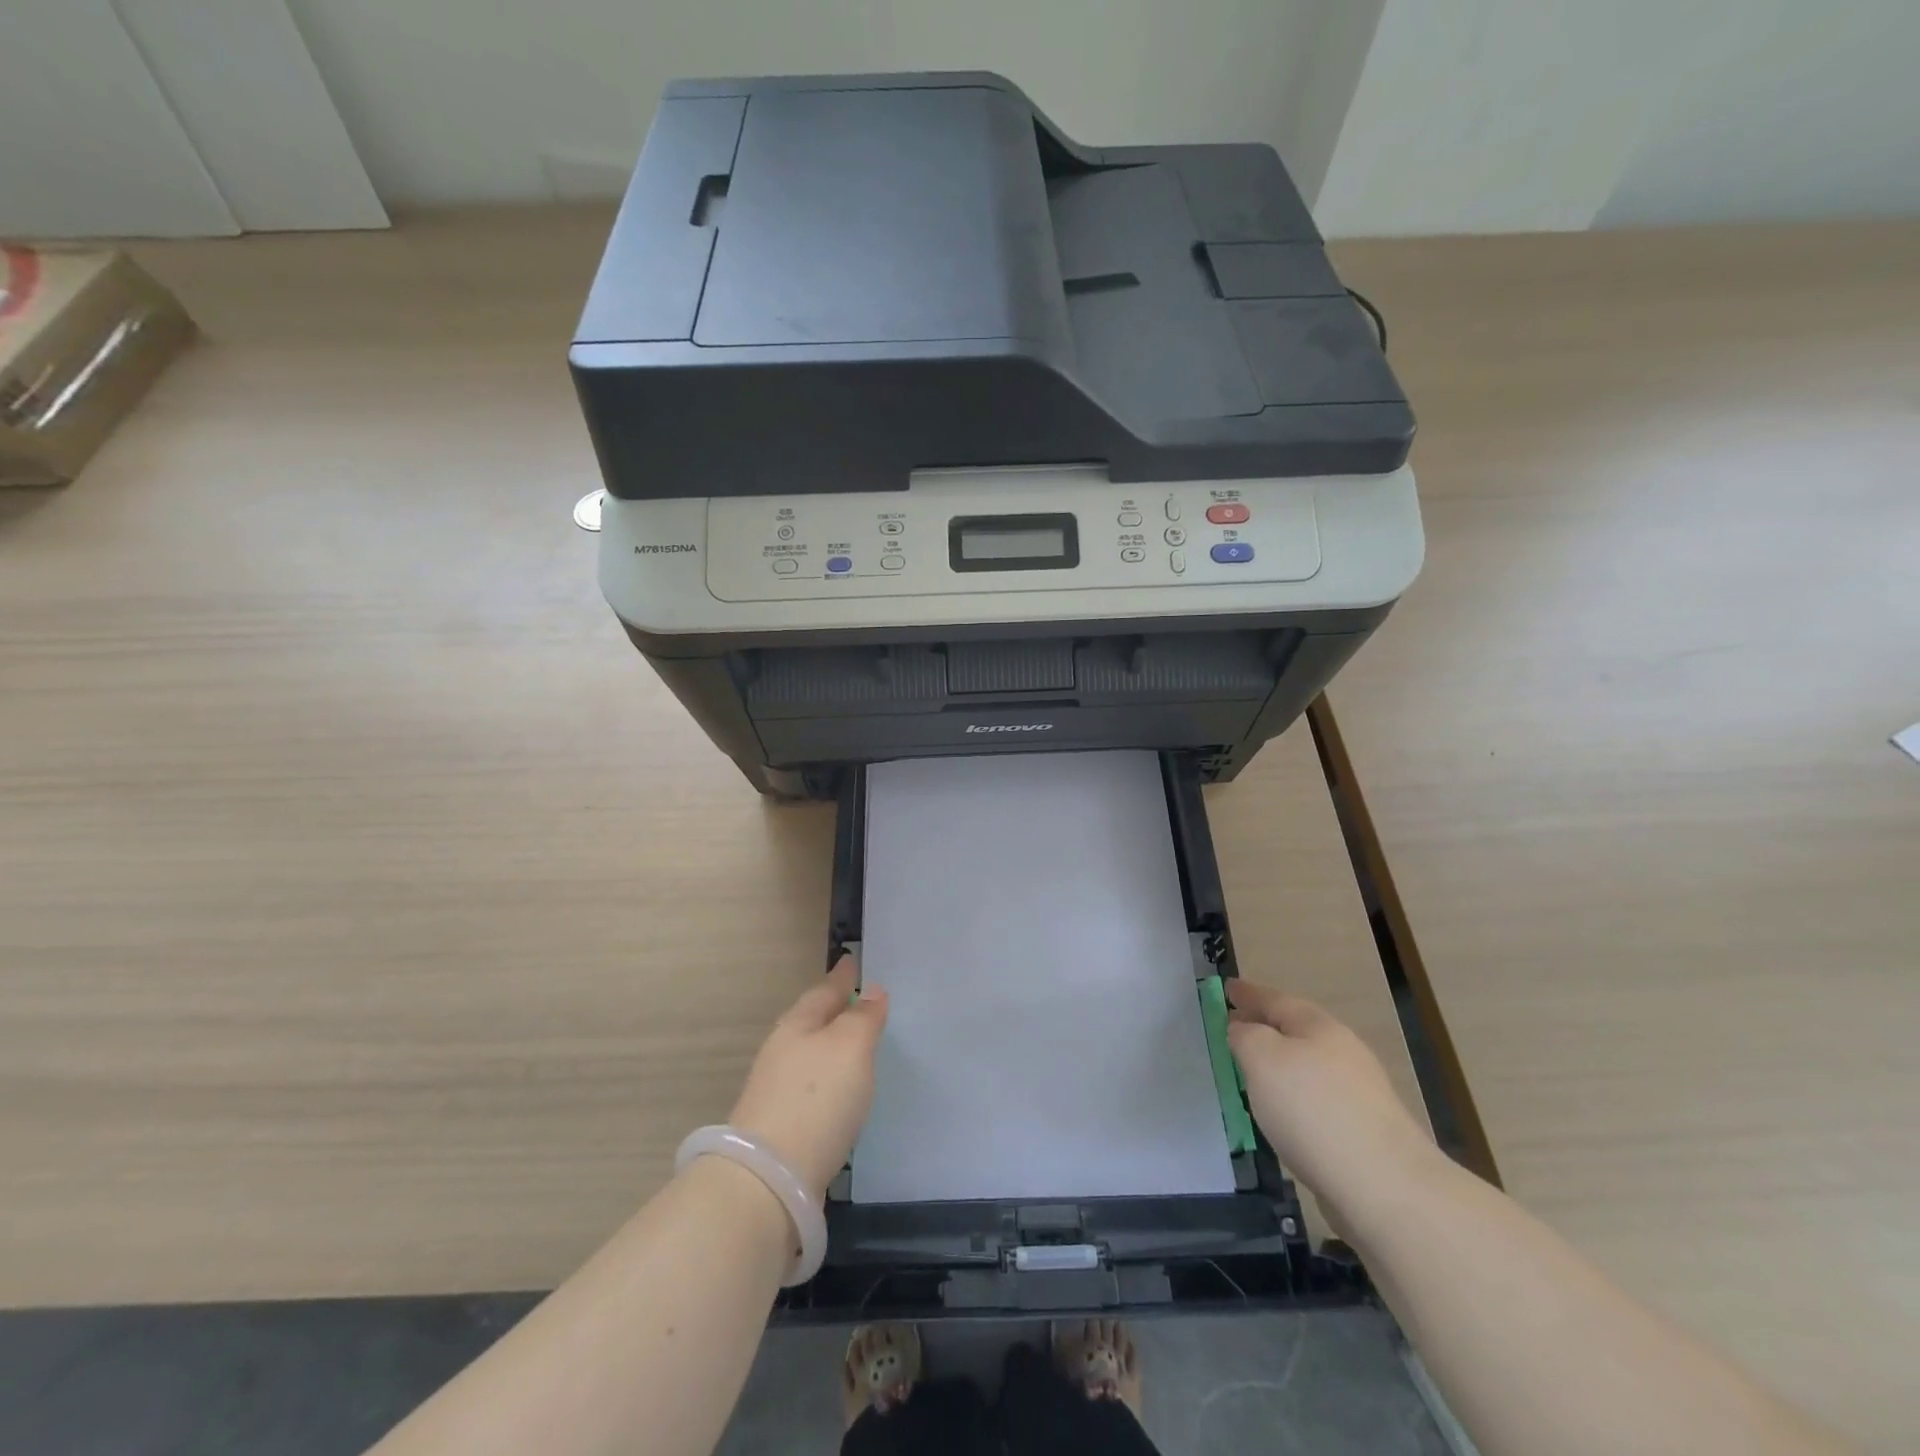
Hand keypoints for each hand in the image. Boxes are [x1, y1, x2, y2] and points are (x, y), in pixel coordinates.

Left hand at [729, 957, 888, 1199]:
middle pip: (813, 1020)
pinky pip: (811, 1087)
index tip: (852, 960)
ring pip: (810, 1053)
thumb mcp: (851, 1047)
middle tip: (859, 999)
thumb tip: (872, 991)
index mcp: (798, 1024)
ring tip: (855, 1044)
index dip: (842, 976)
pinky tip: (840, 1091)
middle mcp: (782, 1051)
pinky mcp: (781, 1126)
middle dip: (834, 1009)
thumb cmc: (817, 1099)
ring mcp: (777, 1090)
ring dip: (831, 1045)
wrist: (770, 1179)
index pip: (825, 990)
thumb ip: (864, 1017)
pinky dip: (827, 1079)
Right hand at [1226, 981, 1436, 1213]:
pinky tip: (1281, 1114)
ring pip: (1307, 1066)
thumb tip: (1243, 1030)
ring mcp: (1358, 1094)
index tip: (1226, 988)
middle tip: (1232, 1027)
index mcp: (1319, 1027)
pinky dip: (1293, 1096)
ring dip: (1278, 1063)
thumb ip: (1245, 1035)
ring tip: (1251, 1072)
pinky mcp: (1363, 1132)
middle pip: (1296, 1030)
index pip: (1275, 1000)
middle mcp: (1342, 1052)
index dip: (1248, 993)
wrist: (1385, 1188)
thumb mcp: (1262, 1058)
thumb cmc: (1313, 1109)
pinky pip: (1315, 1100)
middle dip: (1264, 1026)